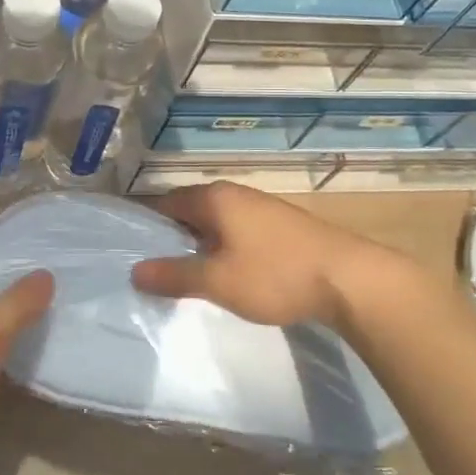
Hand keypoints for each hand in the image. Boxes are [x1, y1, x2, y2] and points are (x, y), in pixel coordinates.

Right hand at [129, 182, 383, 328]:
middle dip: (169, 235)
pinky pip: (235, 230)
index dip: (144, 223)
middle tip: (149, 265)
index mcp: (214, 198)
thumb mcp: (217, 281)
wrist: (349, 279)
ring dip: (196, 242)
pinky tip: (222, 271)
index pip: (164, 202)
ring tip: (181, 272)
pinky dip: (220, 246)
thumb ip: (174, 275)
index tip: (126, 245)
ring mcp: (259, 207)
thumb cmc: (275, 275)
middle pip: (189, 209)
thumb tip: (135, 271)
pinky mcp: (279, 225)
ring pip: (213, 221)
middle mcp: (234, 194)